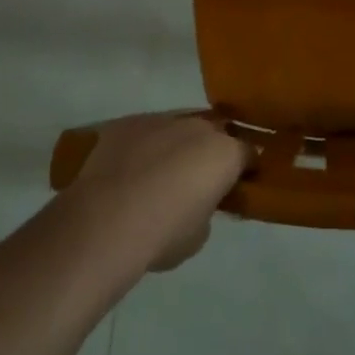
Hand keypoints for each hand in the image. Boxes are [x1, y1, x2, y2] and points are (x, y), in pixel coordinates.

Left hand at [60, 114, 249, 272]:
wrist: (107, 220)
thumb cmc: (163, 234)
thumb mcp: (199, 235)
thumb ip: (207, 211)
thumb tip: (198, 204)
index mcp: (225, 153)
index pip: (248, 154)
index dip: (244, 170)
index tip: (236, 187)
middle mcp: (198, 126)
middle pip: (214, 132)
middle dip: (210, 151)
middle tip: (198, 179)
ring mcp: (162, 119)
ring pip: (178, 127)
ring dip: (176, 145)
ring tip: (159, 175)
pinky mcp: (128, 122)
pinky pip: (145, 131)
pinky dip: (144, 146)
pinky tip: (129, 171)